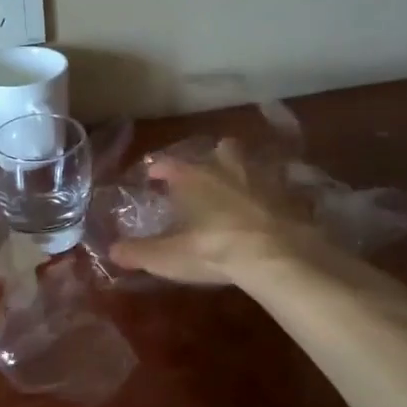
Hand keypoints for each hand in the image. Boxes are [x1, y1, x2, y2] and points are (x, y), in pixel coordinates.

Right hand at [107, 139, 327, 285]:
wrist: (278, 255)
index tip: (152, 173)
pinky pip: (282, 187)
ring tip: (239, 188)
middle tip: (205, 174)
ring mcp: (265, 178)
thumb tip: (112, 251)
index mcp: (194, 177)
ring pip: (253, 161)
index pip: (170, 164)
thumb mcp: (168, 256)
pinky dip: (275, 195)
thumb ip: (138, 252)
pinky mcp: (294, 196)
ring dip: (245, 170)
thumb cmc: (213, 249)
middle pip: (221, 149)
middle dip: (212, 158)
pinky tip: (271, 209)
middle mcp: (228, 168)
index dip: (159, 168)